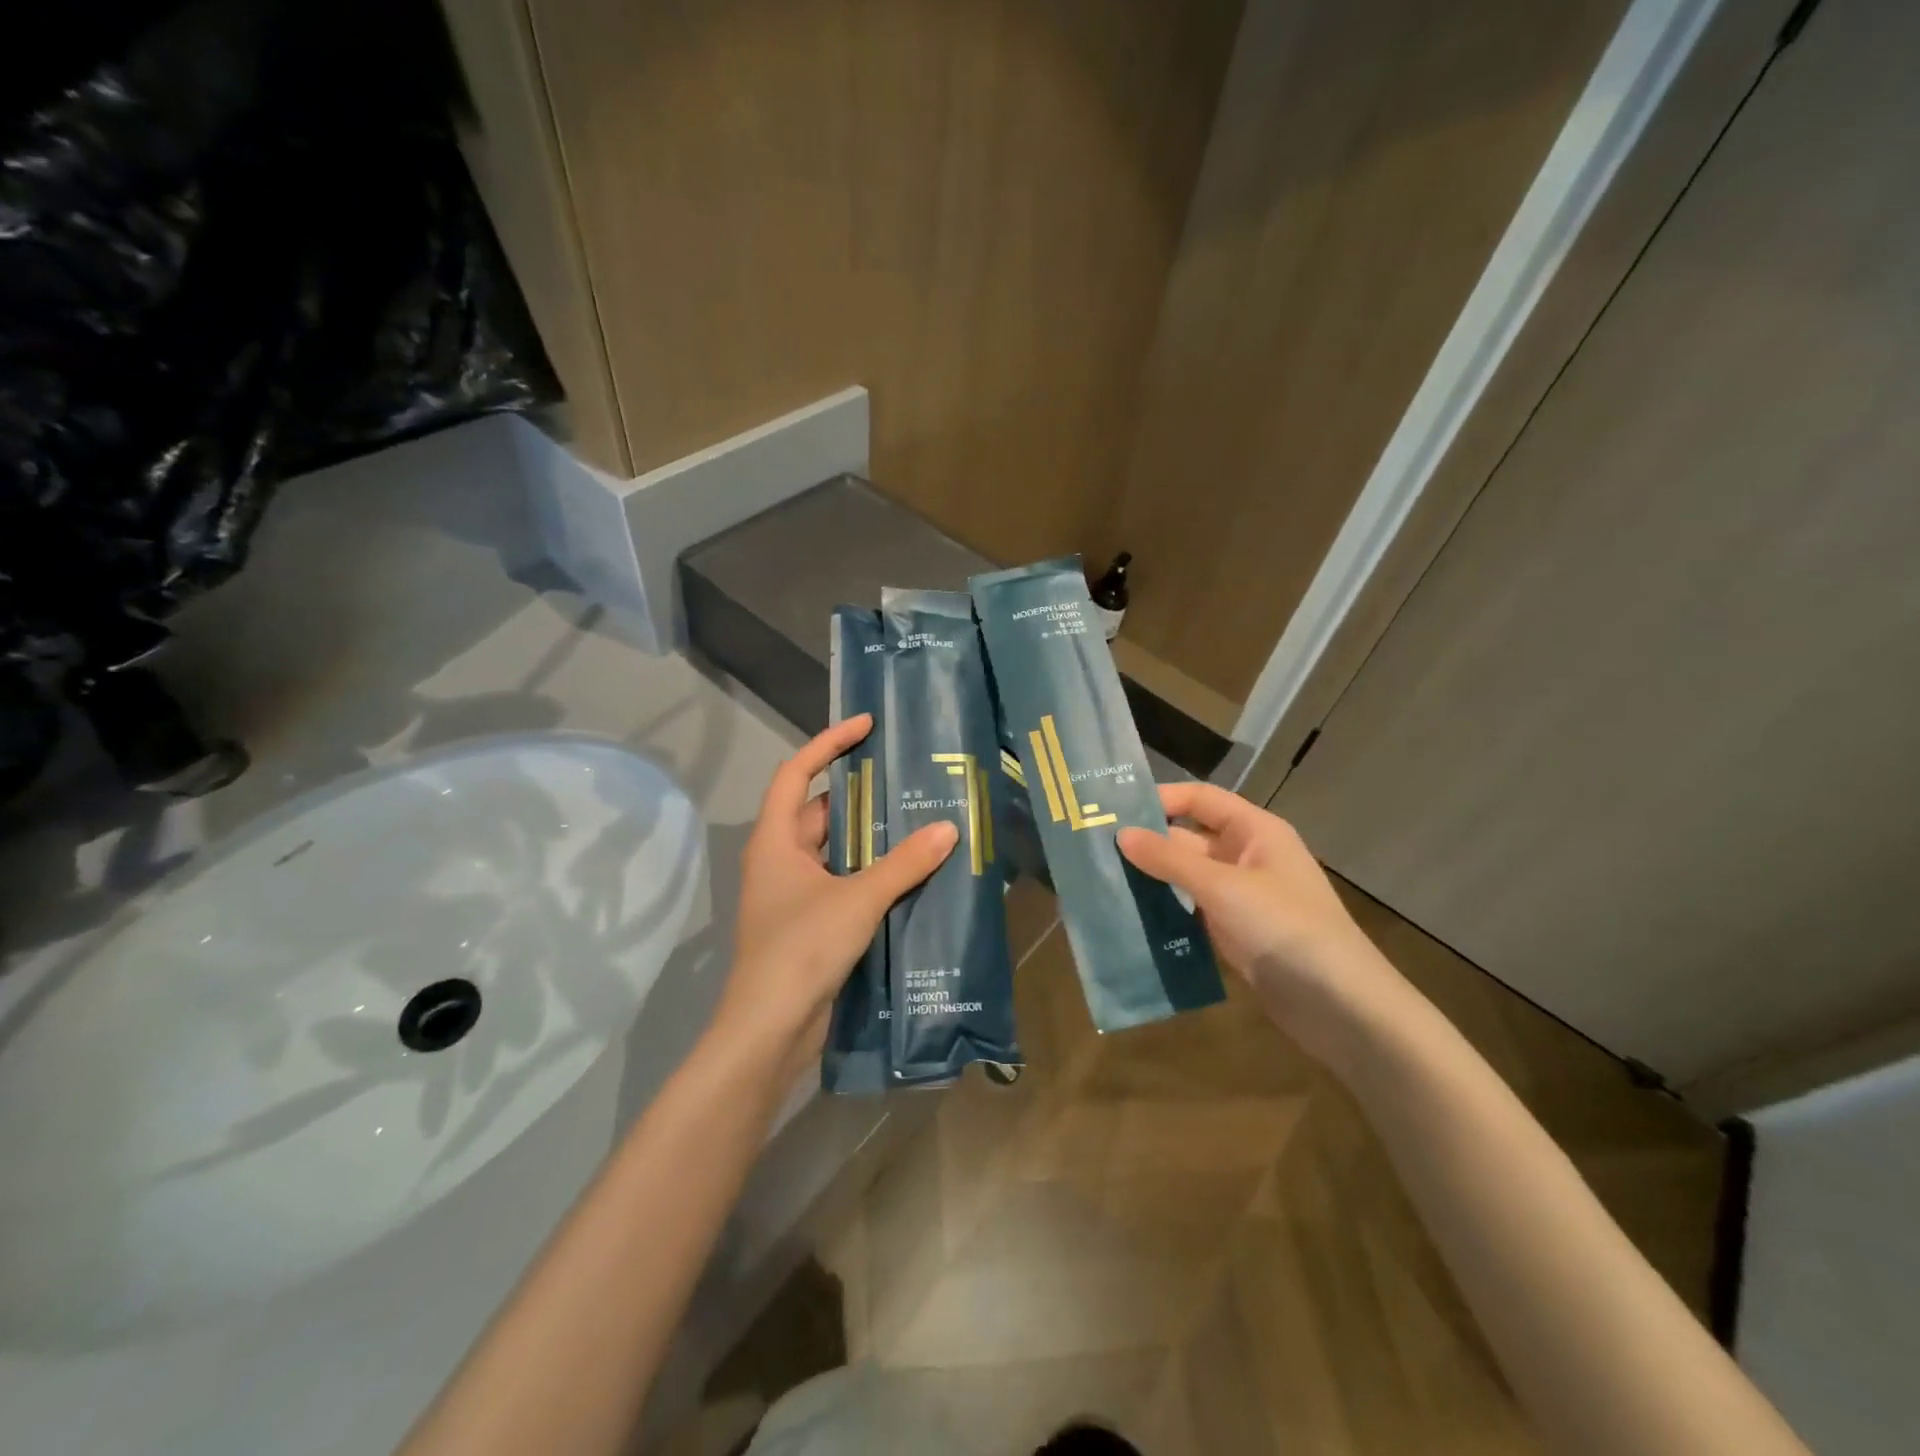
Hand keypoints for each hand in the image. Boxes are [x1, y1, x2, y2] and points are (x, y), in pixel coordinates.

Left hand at [712, 715, 957, 1080]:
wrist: (770, 1029)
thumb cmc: (801, 949)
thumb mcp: (857, 899)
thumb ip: (904, 864)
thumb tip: (949, 828)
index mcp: (776, 840)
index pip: (795, 772)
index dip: (828, 743)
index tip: (866, 726)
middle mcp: (780, 859)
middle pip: (819, 811)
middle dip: (860, 794)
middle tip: (907, 779)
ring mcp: (793, 893)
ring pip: (834, 850)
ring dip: (870, 837)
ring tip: (918, 819)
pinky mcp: (809, 922)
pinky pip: (842, 881)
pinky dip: (870, 872)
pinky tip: (908, 873)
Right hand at [1117, 783, 1414, 1064]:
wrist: (1339, 1006)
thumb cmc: (1284, 928)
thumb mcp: (1222, 887)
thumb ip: (1169, 859)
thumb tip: (1121, 833)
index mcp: (1255, 831)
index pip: (1200, 799)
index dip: (1160, 799)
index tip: (1112, 810)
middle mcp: (1247, 857)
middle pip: (1189, 838)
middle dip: (1147, 843)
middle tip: (1094, 850)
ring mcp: (1240, 897)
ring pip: (1187, 877)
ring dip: (1152, 879)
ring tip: (1102, 882)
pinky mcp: (1235, 932)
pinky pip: (1192, 911)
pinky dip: (1165, 911)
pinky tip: (1129, 918)